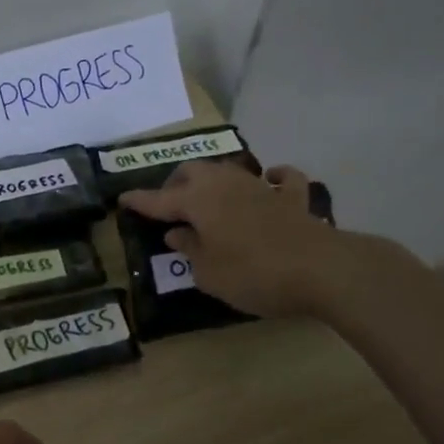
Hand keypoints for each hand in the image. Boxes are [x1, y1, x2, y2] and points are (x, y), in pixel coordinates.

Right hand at [119, 160, 337, 317]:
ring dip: (213, 179)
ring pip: (229, 169)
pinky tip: (268, 180)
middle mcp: (226, 184)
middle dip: (176, 183)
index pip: (159, 200)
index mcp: (198, 201)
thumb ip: (189, 250)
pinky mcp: (293, 198)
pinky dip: (272, 177)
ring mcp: (261, 187)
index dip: (140, 201)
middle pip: (193, 171)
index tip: (122, 199)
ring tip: (206, 196)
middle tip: (169, 204)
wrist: (321, 269)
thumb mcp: (209, 273)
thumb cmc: (253, 274)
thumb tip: (178, 232)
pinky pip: (280, 178)